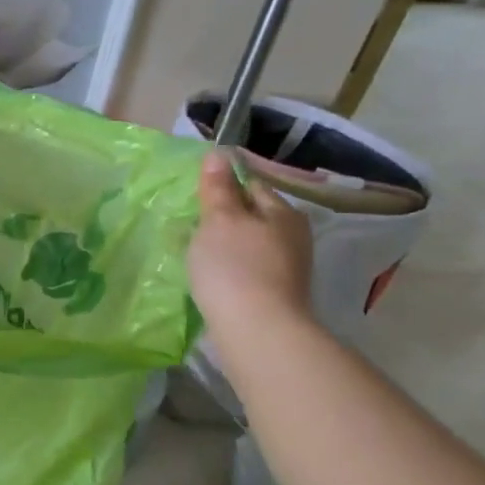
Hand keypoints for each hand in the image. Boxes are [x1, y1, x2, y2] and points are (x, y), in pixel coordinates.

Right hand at [188, 151, 313, 341]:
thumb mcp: (219, 219)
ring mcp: (287, 269)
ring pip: (249, 244)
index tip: (196, 196)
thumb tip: (219, 154)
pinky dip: (229, 268)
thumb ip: (217, 188)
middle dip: (225, 218)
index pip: (252, 185)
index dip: (224, 186)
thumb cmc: (235, 266)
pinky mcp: (275, 294)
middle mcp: (293, 237)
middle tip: (191, 224)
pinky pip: (247, 269)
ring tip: (195, 251)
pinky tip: (210, 276)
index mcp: (284, 213)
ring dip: (225, 245)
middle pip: (252, 216)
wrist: (256, 329)